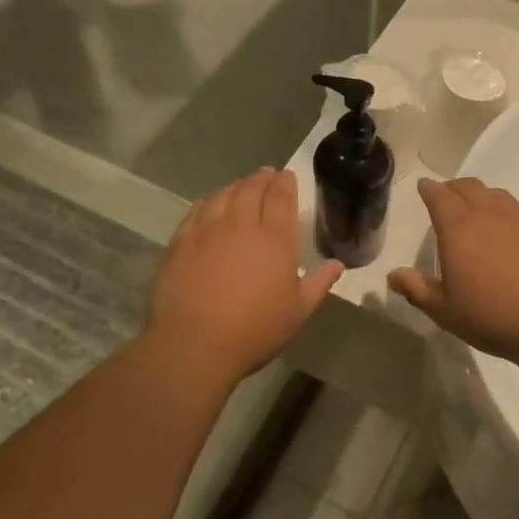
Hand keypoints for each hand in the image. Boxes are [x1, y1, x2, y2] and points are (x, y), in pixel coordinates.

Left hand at [147, 169, 343, 380]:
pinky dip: (208, 201)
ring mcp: (207, 230)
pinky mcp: (181, 242)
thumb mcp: (297, 312)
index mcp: (275, 239)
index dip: (285, 182)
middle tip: (267, 175)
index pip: (281, 197)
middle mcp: (241, 225)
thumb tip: (337, 264)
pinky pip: (197, 210)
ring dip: (236, 186)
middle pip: (251, 189)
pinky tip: (210, 203)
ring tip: (241, 185)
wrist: (195, 343)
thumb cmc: (255, 330)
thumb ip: (318, 283)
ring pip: (223, 195)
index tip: (287, 176)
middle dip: (262, 178)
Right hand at [388, 178, 518, 365]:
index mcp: (458, 228)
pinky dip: (504, 213)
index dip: (429, 189)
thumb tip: (393, 275)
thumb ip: (417, 289)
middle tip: (446, 196)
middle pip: (469, 187)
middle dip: (453, 188)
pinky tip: (506, 233)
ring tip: (476, 209)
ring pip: (496, 195)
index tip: (424, 187)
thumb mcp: (444, 310)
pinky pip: (518, 212)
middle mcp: (489, 215)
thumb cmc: (490, 316)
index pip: (439, 196)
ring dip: (480, 195)